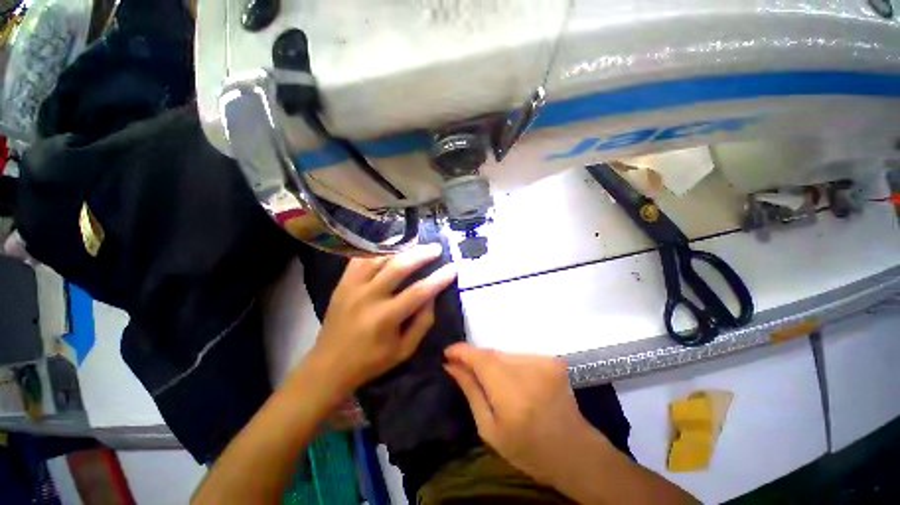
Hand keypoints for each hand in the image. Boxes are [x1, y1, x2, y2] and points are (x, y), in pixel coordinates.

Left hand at [310, 244, 456, 392]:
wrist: (328, 365)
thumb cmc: (371, 361)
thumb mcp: (404, 350)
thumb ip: (422, 322)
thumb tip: (432, 296)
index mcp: (385, 318)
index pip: (419, 292)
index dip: (439, 278)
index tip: (454, 267)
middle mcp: (368, 297)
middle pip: (398, 267)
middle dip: (421, 254)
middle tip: (436, 248)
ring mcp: (352, 287)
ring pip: (379, 258)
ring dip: (401, 249)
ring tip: (416, 245)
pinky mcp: (342, 283)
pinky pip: (361, 259)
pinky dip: (377, 251)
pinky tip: (390, 248)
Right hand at [444, 344, 602, 484]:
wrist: (575, 451)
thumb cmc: (529, 450)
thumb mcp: (490, 429)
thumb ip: (471, 391)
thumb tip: (451, 366)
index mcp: (511, 393)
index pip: (481, 358)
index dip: (461, 351)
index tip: (446, 353)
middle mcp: (528, 370)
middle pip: (492, 353)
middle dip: (474, 358)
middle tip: (462, 368)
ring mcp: (543, 362)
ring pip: (504, 353)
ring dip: (491, 362)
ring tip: (488, 380)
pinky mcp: (551, 360)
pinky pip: (518, 356)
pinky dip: (508, 364)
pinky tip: (510, 381)